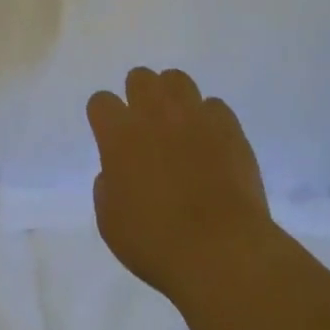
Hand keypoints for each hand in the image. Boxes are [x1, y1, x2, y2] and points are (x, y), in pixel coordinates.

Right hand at [87, 69, 276, 310]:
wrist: (222, 252)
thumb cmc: (157, 243)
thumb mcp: (110, 223)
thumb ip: (106, 187)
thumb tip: (115, 172)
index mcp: (119, 134)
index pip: (101, 101)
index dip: (104, 118)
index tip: (111, 138)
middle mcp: (153, 113)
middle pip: (140, 77)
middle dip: (138, 96)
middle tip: (146, 127)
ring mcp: (193, 115)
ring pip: (177, 79)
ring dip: (173, 98)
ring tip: (179, 126)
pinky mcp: (228, 127)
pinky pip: (214, 106)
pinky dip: (210, 120)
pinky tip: (212, 144)